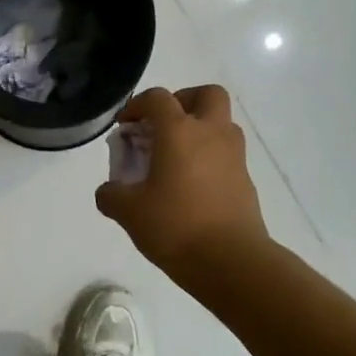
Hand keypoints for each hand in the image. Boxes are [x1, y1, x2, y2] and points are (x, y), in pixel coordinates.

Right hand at [95, 85, 270, 282]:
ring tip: (175, 159)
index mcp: (180, 131)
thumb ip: (111, 195)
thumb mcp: (128, 212)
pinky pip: (226, 154)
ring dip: (199, 130)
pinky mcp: (245, 180)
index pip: (158, 98)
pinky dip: (209, 158)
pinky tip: (191, 187)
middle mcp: (211, 133)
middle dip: (183, 101)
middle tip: (163, 126)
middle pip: (206, 94)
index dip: (138, 105)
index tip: (125, 127)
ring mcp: (234, 156)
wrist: (231, 261)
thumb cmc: (175, 226)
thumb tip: (109, 191)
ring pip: (221, 123)